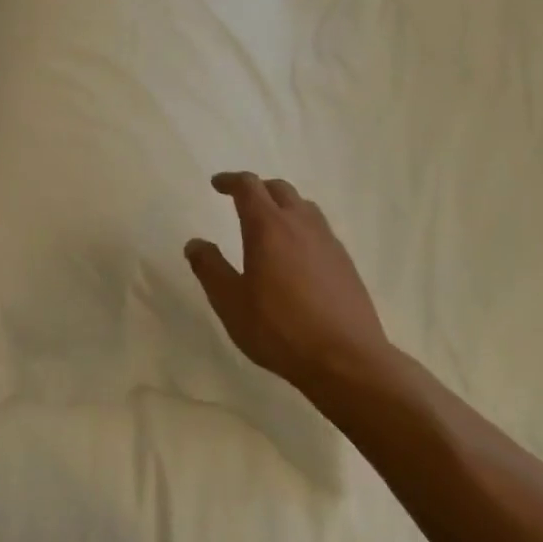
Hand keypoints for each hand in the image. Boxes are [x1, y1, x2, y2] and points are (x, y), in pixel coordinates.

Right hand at [185, 172, 391, 394]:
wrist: (347, 361)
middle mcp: (300, 224)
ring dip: (283, 205)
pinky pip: (320, 230)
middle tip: (241, 200)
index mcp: (268, 226)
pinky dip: (302, 228)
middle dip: (257, 189)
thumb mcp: (230, 302)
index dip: (230, 181)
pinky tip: (297, 255)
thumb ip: (210, 268)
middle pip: (279, 189)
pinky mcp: (345, 263)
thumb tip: (195, 244)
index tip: (217, 184)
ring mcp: (328, 242)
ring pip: (304, 207)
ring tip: (270, 224)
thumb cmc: (280, 329)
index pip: (248, 186)